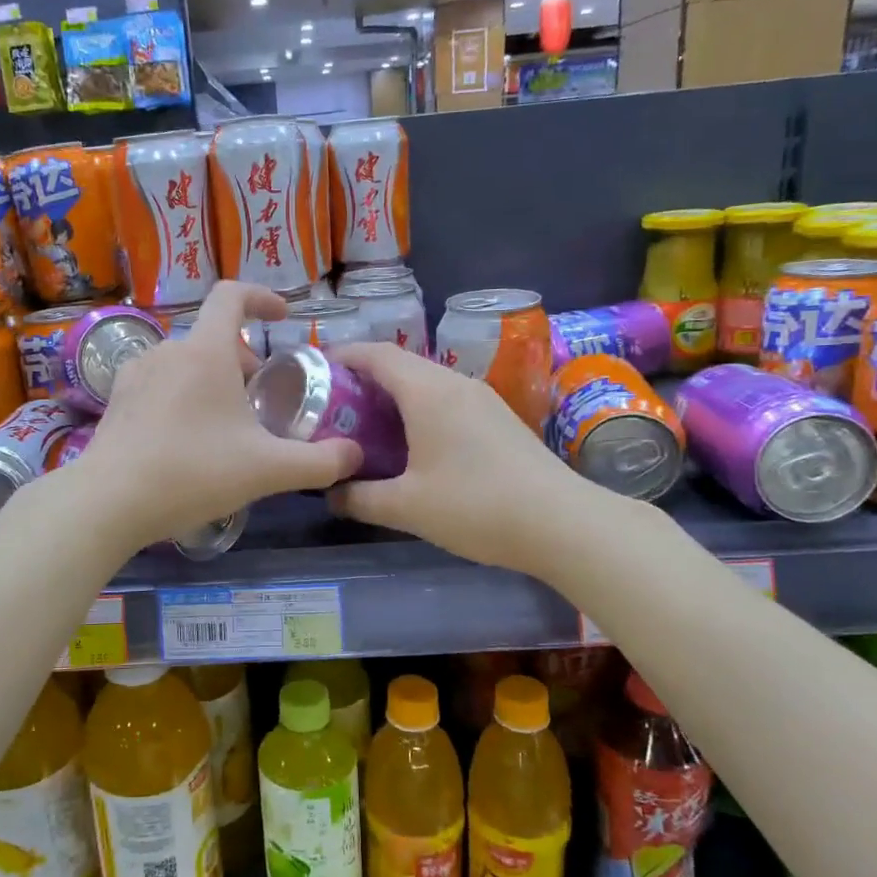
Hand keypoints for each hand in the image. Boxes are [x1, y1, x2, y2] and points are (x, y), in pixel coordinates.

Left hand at [67, 283, 361, 551]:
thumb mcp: (267, 471)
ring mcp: (135, 374)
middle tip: (260, 402)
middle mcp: (168, 350)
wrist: (109, 502)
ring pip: (186, 362)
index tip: (283, 315)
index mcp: (205, 352)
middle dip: (243, 361)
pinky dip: (182, 396)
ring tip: (225, 425)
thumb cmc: (193, 473)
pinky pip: (160, 384)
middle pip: (213, 338)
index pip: (232, 295)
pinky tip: (186, 439)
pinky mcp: (116, 400)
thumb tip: (354, 455)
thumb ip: (319, 462)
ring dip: (212, 381)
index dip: (262, 296)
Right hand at [327, 342, 611, 574]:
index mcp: (428, 392)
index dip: (342, 356)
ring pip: (427, 382)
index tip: (314, 371)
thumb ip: (360, 497)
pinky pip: (448, 400)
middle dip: (363, 378)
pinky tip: (413, 443)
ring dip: (394, 395)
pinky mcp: (500, 419)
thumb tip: (330, 493)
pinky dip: (419, 409)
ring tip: (367, 425)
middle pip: (401, 364)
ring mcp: (482, 399)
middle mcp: (455, 384)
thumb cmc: (475, 506)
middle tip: (334, 407)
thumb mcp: (406, 507)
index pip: (376, 354)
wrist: (562, 522)